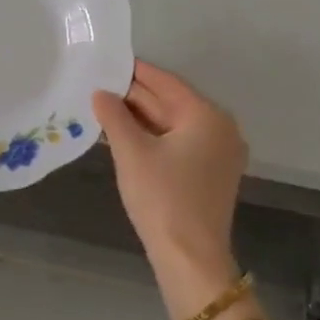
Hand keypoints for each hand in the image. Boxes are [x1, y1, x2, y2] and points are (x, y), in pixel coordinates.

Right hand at [93, 62, 246, 292]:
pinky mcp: (211, 174)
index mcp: (207, 116)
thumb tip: (101, 93)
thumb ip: (114, 116)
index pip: (166, 83)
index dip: (135, 72)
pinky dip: (154, 137)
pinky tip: (124, 135)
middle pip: (172, 102)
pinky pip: (179, 143)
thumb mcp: (131, 152)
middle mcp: (220, 128)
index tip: (108, 60)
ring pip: (174, 124)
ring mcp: (219, 153)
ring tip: (104, 107)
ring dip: (141, 117)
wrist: (190, 258)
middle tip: (98, 84)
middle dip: (135, 96)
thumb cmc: (162, 198)